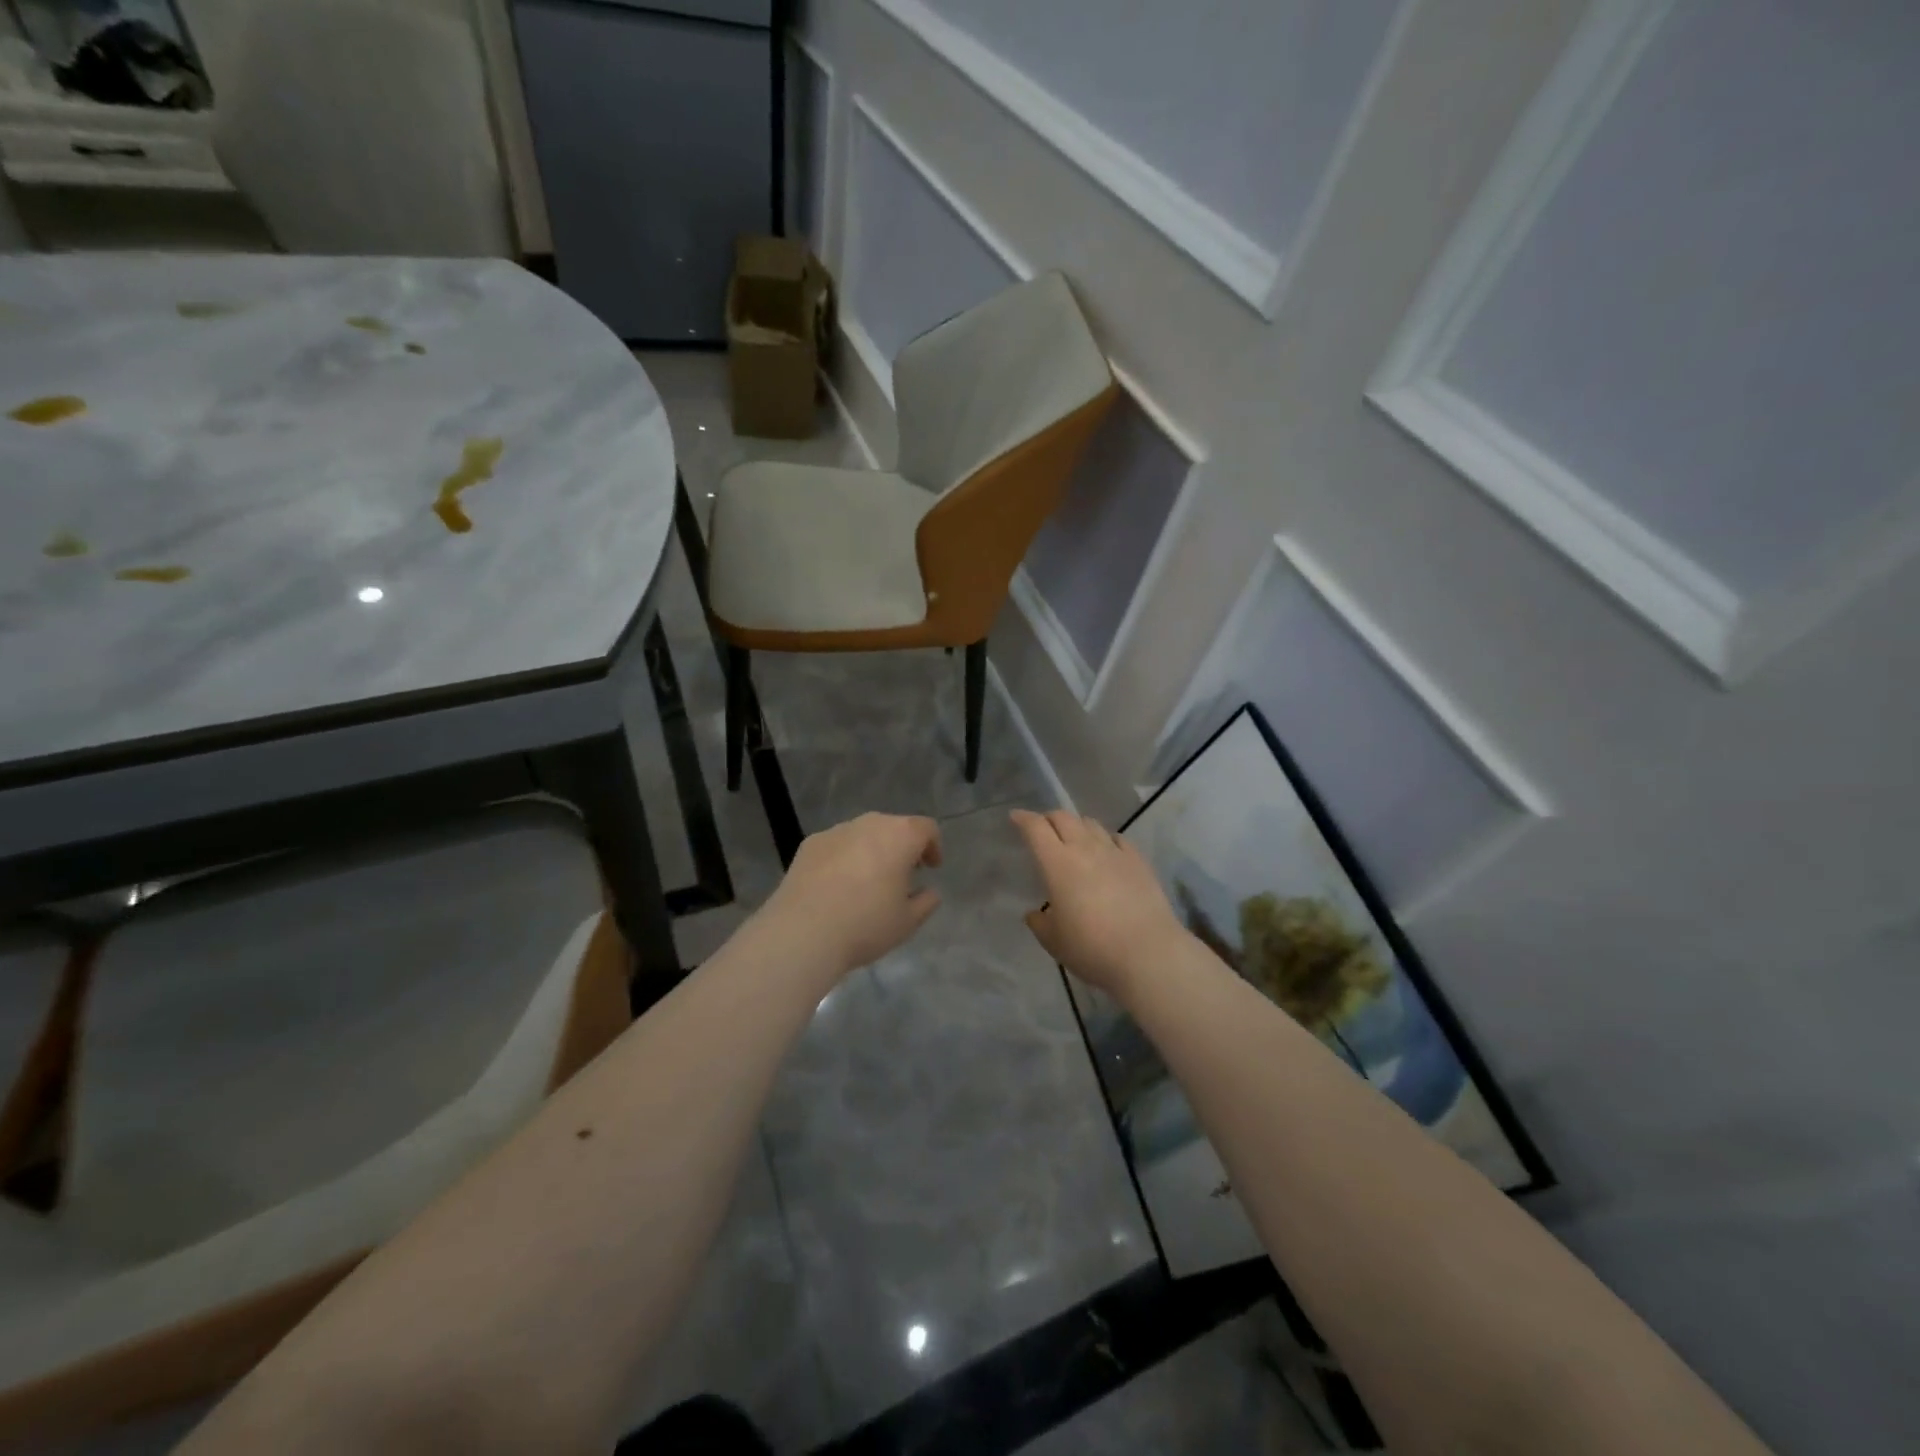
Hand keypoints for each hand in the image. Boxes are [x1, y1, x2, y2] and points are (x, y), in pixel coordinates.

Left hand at [760, 812, 942, 979]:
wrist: (803, 931)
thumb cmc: (866, 924)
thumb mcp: (908, 922)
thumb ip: (926, 902)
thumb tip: (929, 892)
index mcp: (900, 836)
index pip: (926, 829)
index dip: (933, 847)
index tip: (931, 868)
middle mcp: (869, 824)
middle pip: (893, 827)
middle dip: (901, 847)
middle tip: (901, 876)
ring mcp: (836, 831)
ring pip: (863, 835)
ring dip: (871, 851)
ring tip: (867, 883)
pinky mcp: (809, 844)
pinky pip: (837, 845)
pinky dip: (843, 858)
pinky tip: (836, 886)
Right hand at [1011, 809, 1187, 1000]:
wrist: (1148, 954)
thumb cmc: (1092, 948)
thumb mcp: (1054, 942)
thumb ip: (1040, 923)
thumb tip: (1035, 914)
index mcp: (1057, 863)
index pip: (1036, 828)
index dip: (1023, 819)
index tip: (1015, 817)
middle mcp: (1085, 849)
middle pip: (1064, 817)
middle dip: (1049, 818)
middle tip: (1043, 829)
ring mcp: (1114, 852)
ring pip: (1091, 824)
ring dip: (1077, 826)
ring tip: (1074, 838)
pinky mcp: (1138, 861)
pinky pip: (1117, 838)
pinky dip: (1105, 838)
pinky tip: (1107, 849)